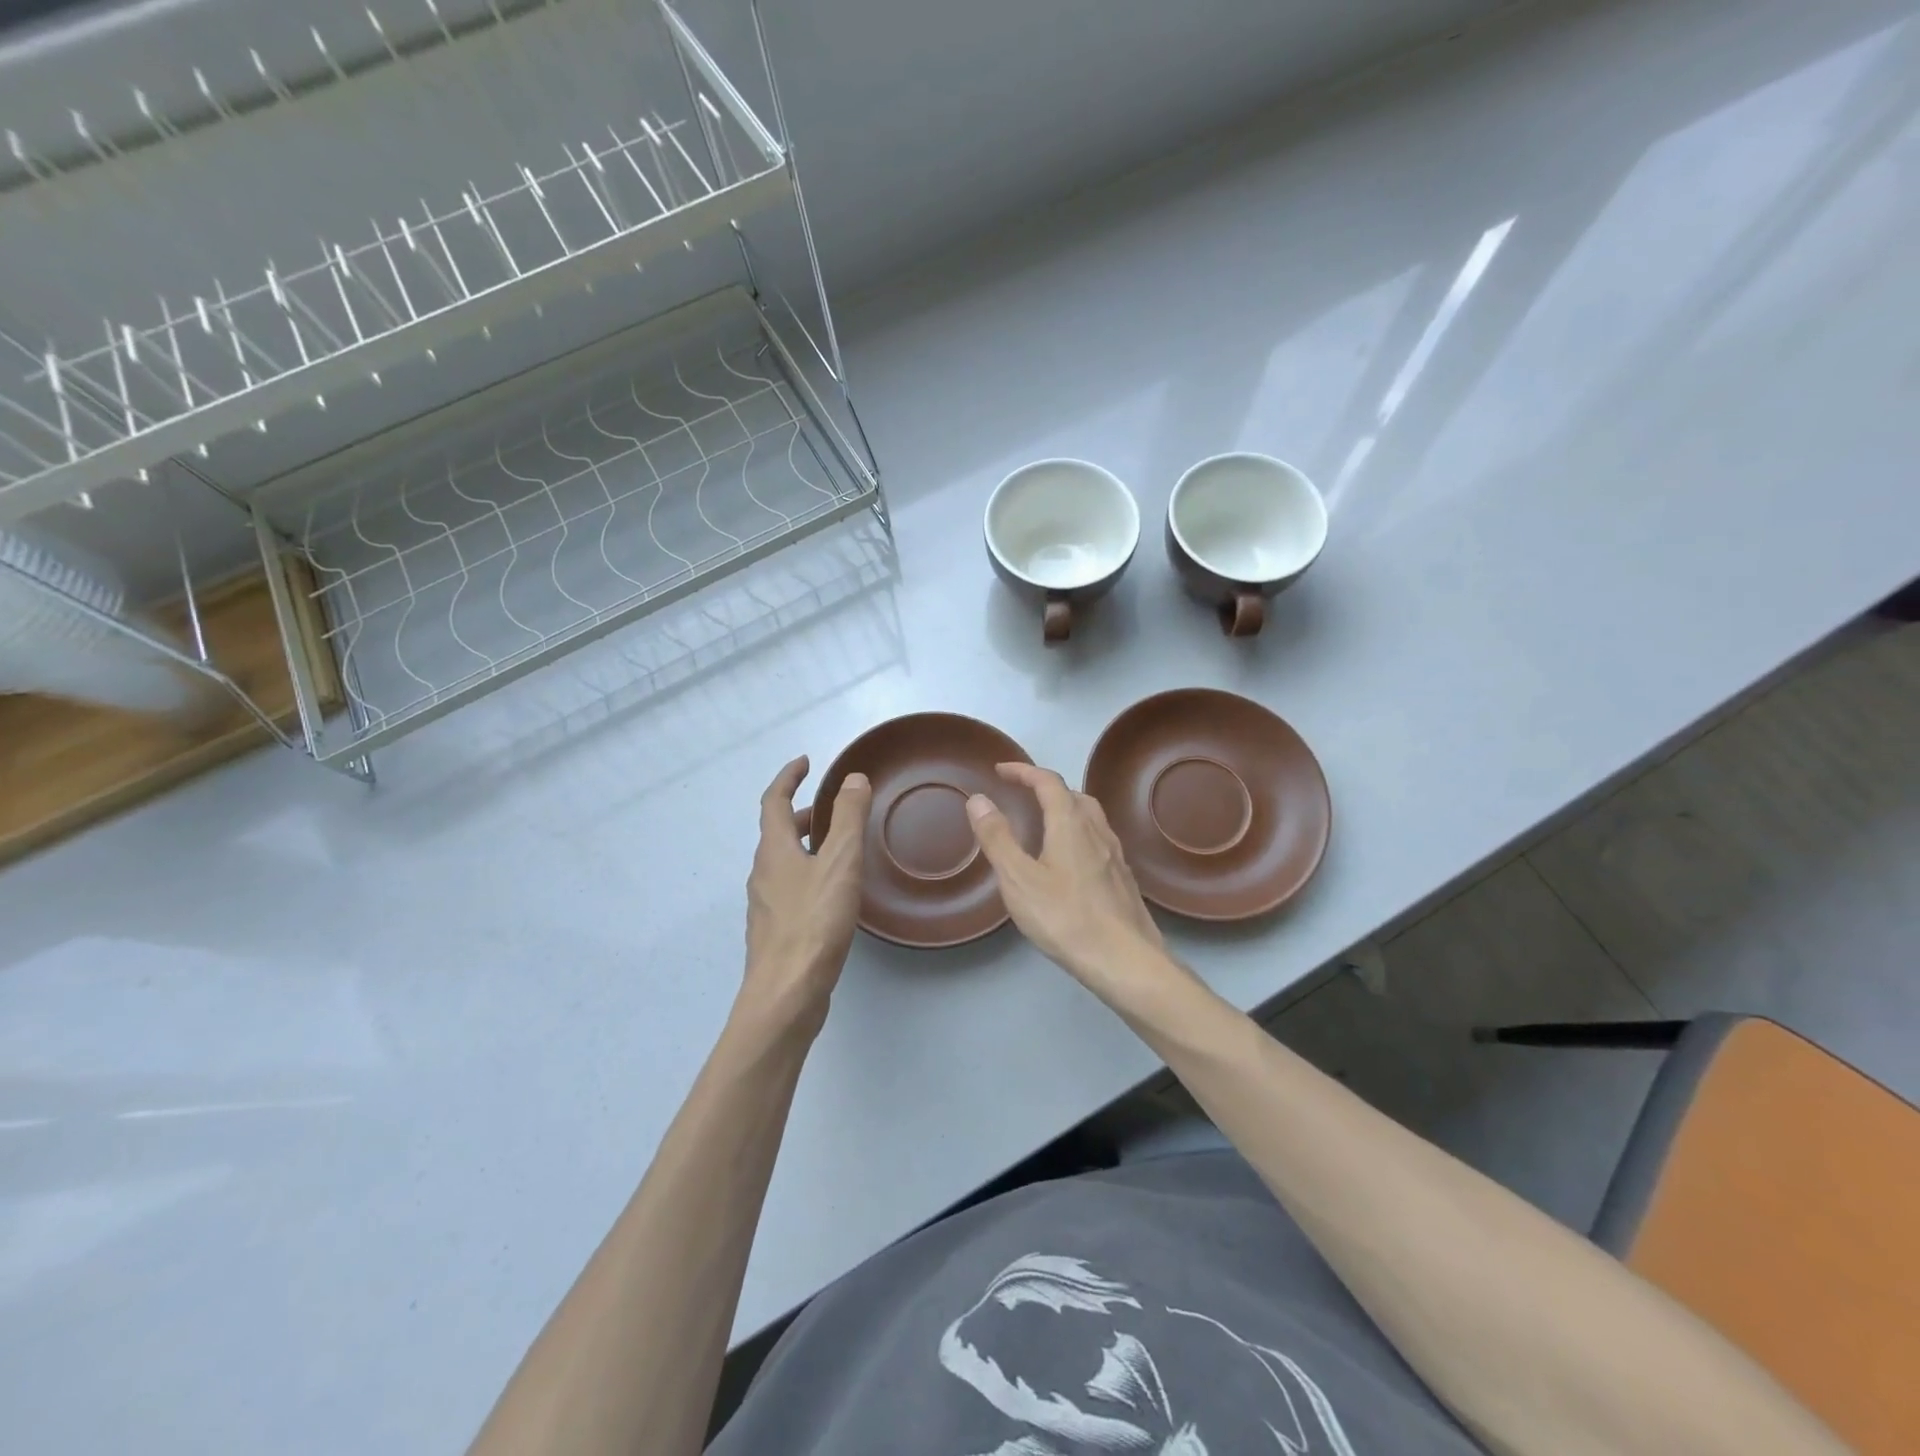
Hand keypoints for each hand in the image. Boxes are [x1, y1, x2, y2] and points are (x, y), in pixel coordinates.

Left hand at [741, 756, 871, 1034]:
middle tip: (833, 808)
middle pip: (777, 833)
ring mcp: (766, 905)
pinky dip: (809, 874)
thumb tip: (853, 778)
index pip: (773, 801)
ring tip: (839, 849)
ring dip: (806, 845)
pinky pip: (790, 889)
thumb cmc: (813, 923)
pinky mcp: (776, 932)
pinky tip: (833, 894)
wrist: (786, 994)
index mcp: (774, 850)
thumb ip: (848, 818)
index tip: (806, 762)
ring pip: (784, 862)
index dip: (788, 777)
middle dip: (802, 814)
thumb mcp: (840, 863)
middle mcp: (763, 873)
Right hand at [965, 763, 1170, 994]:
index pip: (1047, 782)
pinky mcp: (1122, 879)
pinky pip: (1098, 841)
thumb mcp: (1018, 879)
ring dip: (1066, 809)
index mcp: (1070, 824)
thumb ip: (997, 837)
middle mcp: (1097, 831)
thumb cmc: (1066, 918)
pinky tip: (1070, 861)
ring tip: (1045, 822)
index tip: (1001, 770)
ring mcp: (1115, 855)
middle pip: (1073, 795)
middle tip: (1022, 795)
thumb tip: (978, 799)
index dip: (1023, 771)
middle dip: (1045, 788)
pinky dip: (1078, 834)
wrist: (1125, 960)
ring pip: (1090, 818)